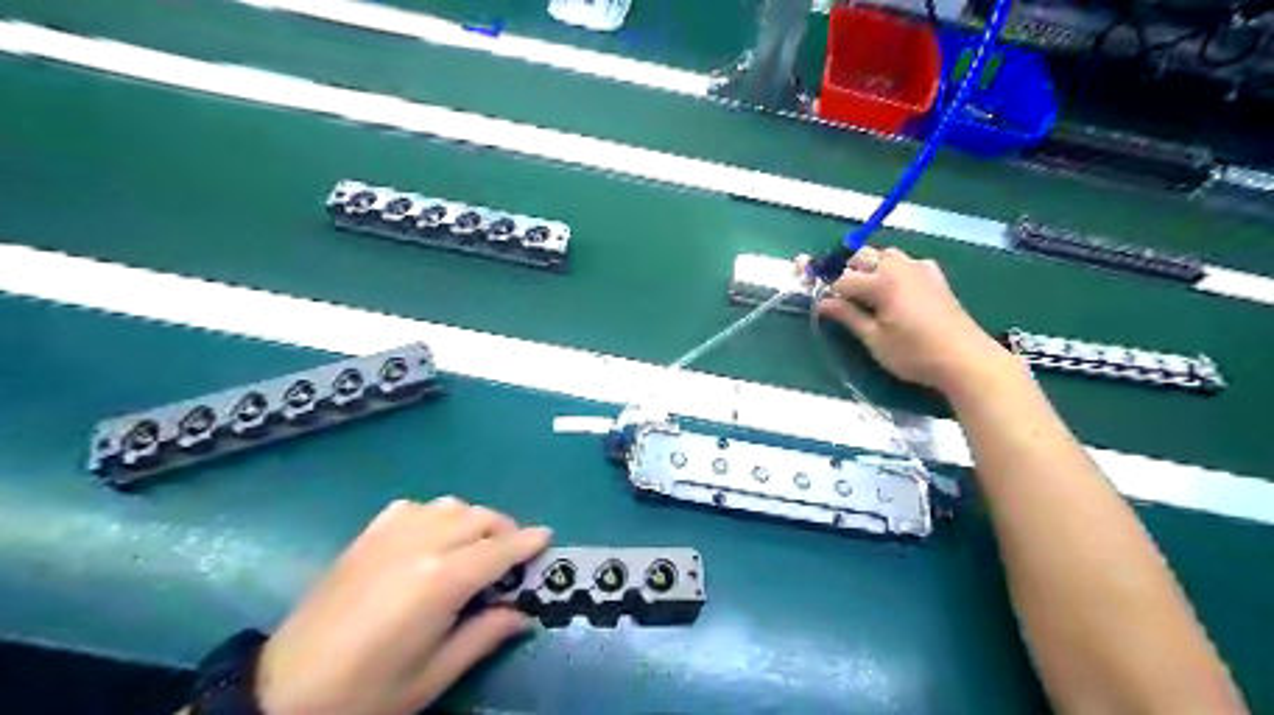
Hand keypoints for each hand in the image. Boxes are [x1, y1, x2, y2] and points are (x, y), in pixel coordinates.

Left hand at [256, 497, 554, 714]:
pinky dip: (435, 515)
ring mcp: (391, 534)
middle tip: (511, 555)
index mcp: (442, 580)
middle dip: (505, 530)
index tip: (547, 537)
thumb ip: (485, 635)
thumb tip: (523, 615)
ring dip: (472, 520)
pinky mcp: (367, 535)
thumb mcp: (434, 675)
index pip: (500, 549)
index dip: (528, 542)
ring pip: (451, 505)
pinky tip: (431, 538)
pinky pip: (415, 507)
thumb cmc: (366, 692)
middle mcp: (421, 543)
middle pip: (479, 518)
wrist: (283, 692)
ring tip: (474, 546)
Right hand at [817, 248, 1017, 395]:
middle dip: (842, 269)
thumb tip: (823, 302)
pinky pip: (904, 261)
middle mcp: (898, 266)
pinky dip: (890, 268)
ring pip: (882, 254)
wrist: (965, 358)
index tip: (807, 287)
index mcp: (881, 282)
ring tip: (859, 290)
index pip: (840, 277)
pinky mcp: (933, 276)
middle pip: (860, 256)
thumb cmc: (914, 354)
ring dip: (866, 266)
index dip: (822, 283)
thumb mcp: (874, 339)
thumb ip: (847, 316)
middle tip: (832, 291)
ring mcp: (918, 268)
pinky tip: (891, 287)